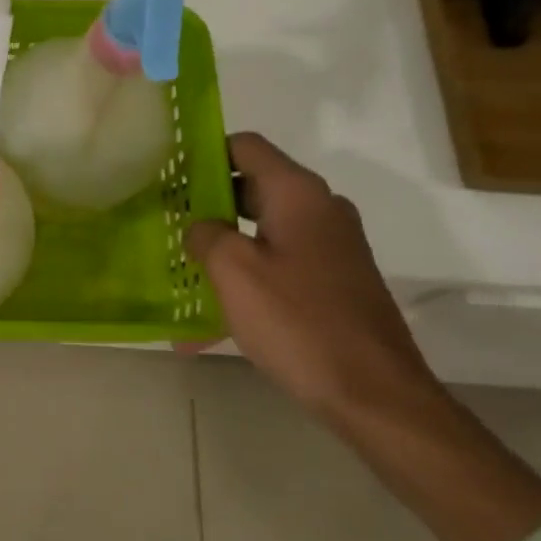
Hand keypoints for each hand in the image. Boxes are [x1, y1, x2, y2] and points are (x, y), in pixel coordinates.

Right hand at [184, 132, 429, 409]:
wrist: (374, 393)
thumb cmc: (298, 322)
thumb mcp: (234, 272)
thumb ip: (206, 235)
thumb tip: (200, 227)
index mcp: (298, 195)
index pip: (246, 146)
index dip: (204, 153)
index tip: (168, 174)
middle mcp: (320, 210)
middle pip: (253, 186)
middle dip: (206, 202)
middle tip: (166, 221)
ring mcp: (331, 247)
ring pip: (263, 229)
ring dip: (223, 243)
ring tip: (181, 267)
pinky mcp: (334, 281)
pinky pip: (279, 264)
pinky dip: (246, 276)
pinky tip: (209, 318)